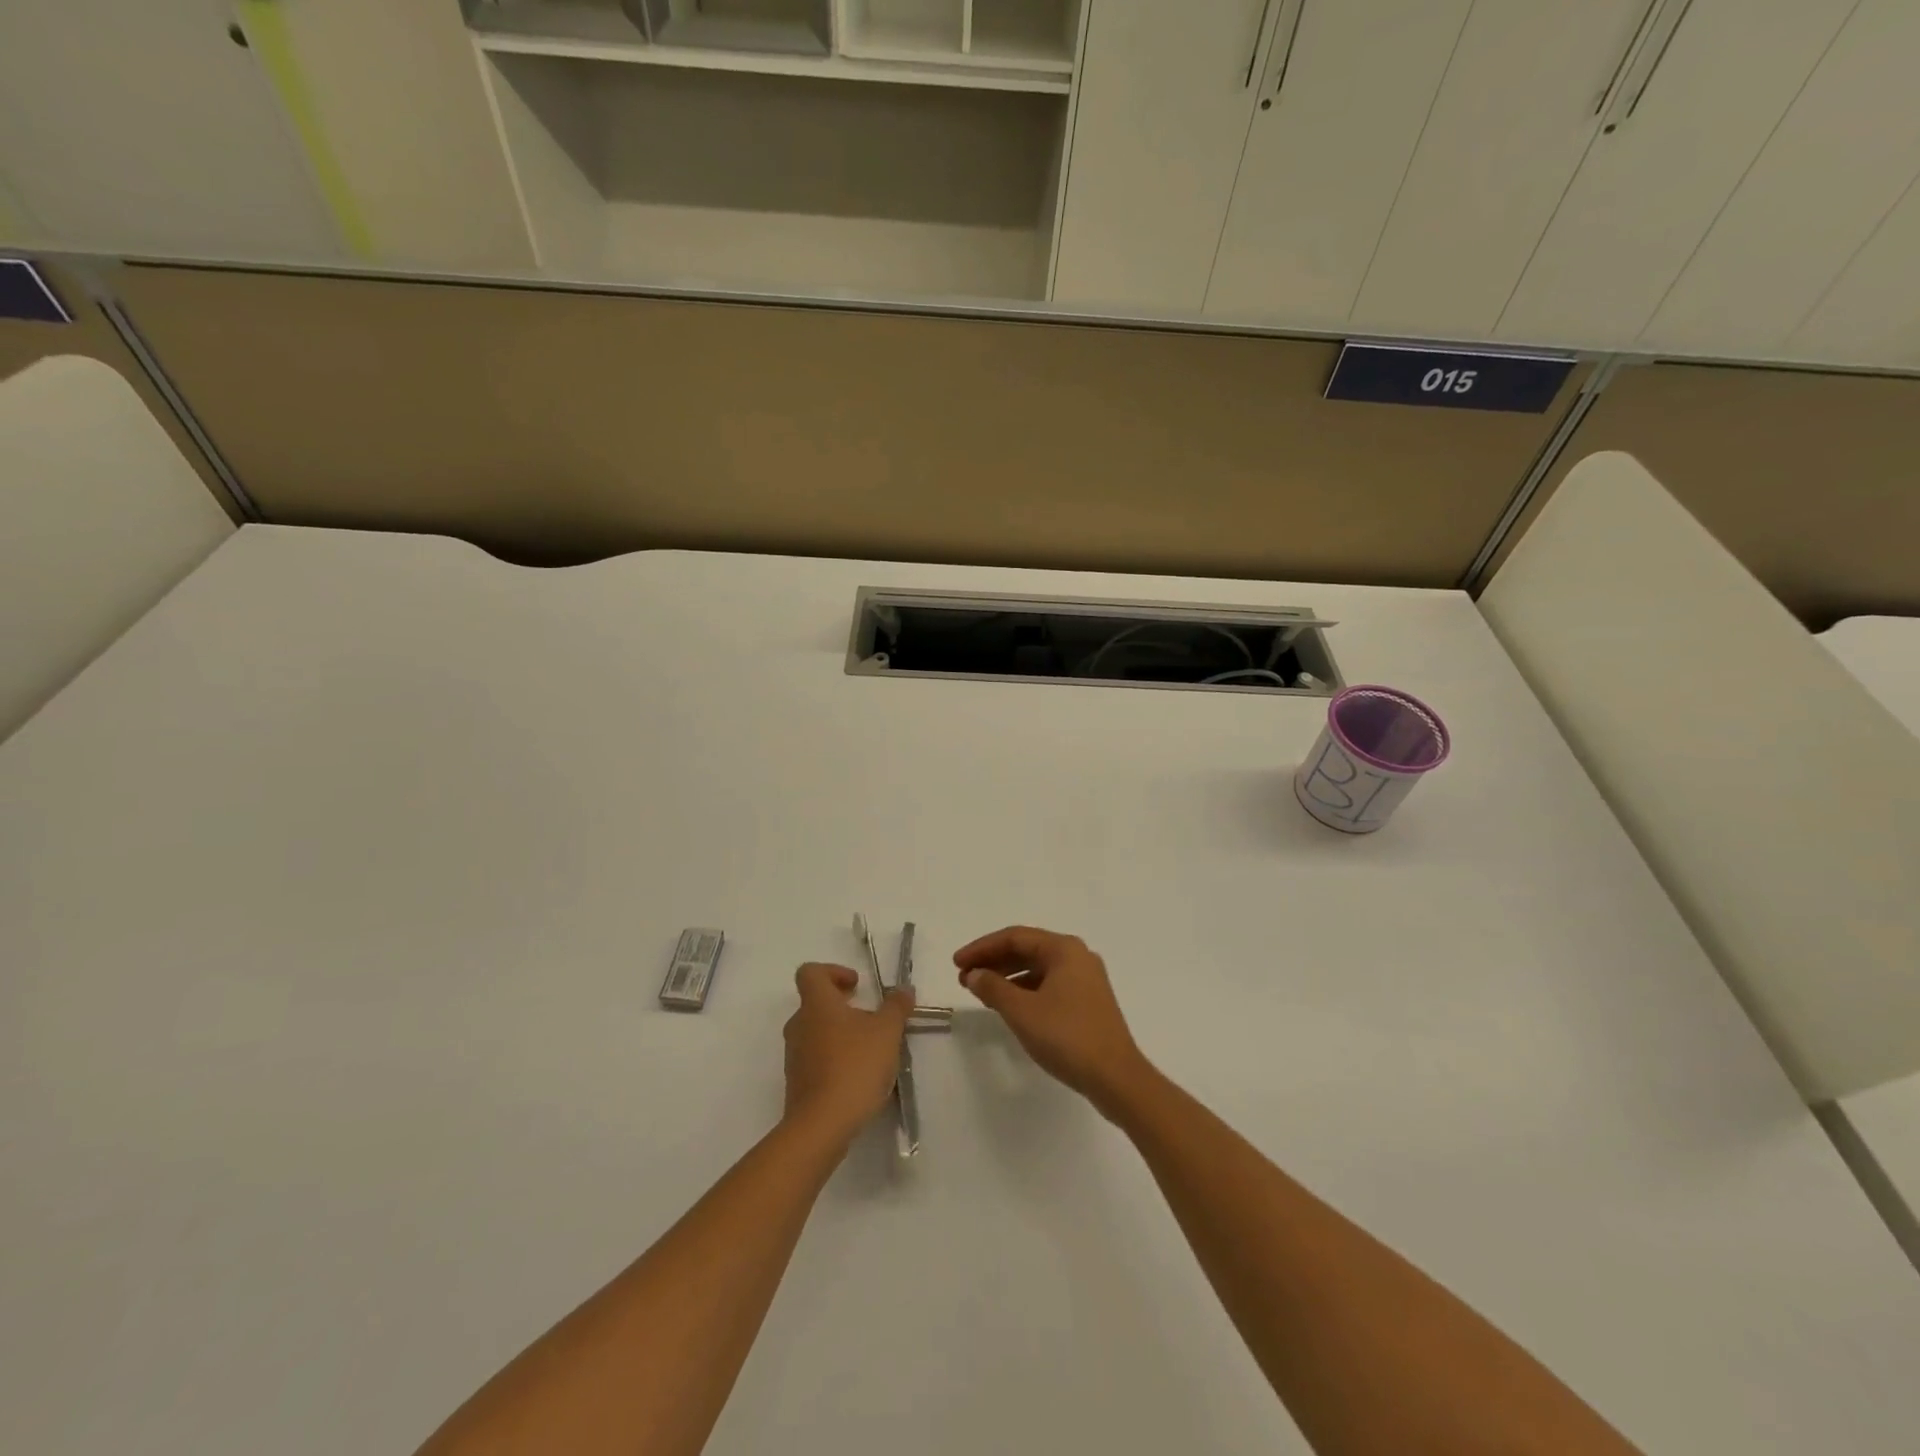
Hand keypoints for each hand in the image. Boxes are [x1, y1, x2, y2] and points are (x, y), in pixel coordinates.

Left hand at [783, 963, 913, 1146]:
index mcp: (817, 1004)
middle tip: (869, 1016)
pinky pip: (815, 1059)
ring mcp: (794, 1056)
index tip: (857, 986)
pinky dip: (834, 1058)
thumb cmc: (855, 1066)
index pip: (811, 972)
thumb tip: (904, 989)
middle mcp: (799, 1025)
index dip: (833, 971)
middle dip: (842, 1005)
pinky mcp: (797, 1083)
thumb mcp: (887, 1031)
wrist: (821, 1125)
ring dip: (840, 1033)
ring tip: (869, 1049)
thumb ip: (896, 1006)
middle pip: (815, 1002)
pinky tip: (858, 1075)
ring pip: (816, 1032)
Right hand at [955, 927, 1151, 1116]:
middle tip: (964, 977)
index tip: (957, 963)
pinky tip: (1009, 1006)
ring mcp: (1086, 979)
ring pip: (1038, 968)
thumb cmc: (1067, 1037)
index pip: (1014, 937)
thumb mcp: (1022, 1011)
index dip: (982, 948)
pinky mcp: (1088, 1002)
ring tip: (980, 992)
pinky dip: (1025, 991)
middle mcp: (1077, 956)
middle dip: (993, 961)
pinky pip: (1049, 985)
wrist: (1116, 1078)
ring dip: (1007, 977)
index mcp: (1064, 949)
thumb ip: (994, 988)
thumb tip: (974, 974)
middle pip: (1027, 949)